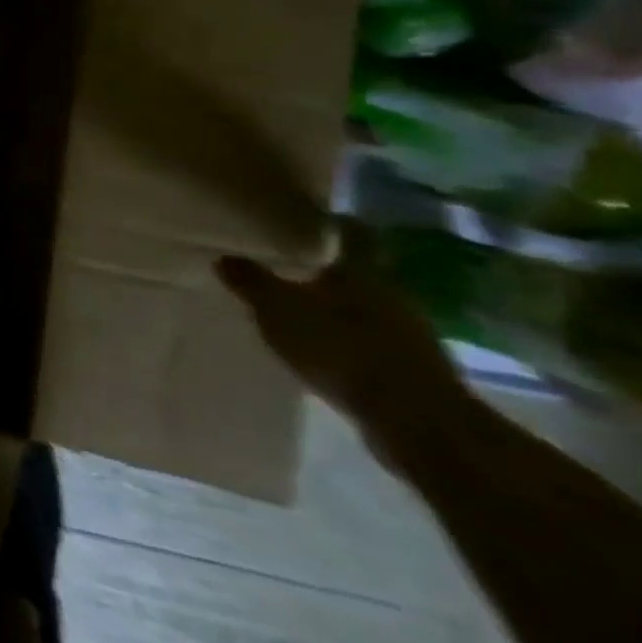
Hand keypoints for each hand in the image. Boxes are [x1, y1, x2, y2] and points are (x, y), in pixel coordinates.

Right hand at [216, 224, 469, 466]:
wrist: (416, 422)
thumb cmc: (341, 349)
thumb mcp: (278, 311)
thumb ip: (251, 283)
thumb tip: (225, 257)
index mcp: (361, 270)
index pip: (352, 233)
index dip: (332, 224)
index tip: (310, 221)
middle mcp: (392, 293)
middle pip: (360, 271)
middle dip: (329, 270)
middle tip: (292, 269)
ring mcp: (411, 333)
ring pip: (370, 307)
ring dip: (341, 308)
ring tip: (305, 313)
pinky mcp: (416, 369)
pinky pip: (378, 342)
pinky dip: (354, 341)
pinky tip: (330, 352)